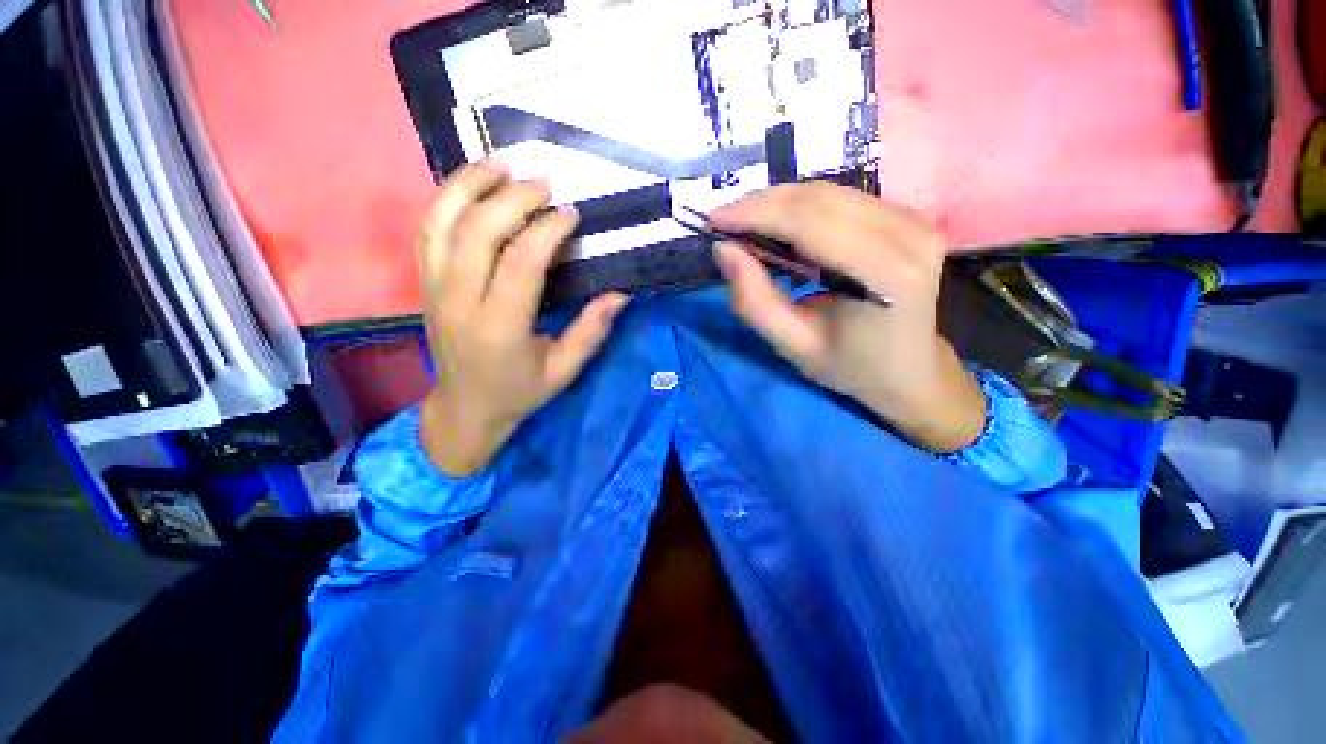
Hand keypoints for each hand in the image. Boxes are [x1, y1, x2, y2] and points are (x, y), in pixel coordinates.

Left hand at [416, 159, 627, 475]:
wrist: (462, 409)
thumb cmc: (515, 392)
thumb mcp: (561, 373)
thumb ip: (590, 332)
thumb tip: (621, 292)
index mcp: (498, 329)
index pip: (519, 263)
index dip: (546, 229)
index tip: (570, 213)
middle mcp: (459, 302)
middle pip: (477, 232)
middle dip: (512, 198)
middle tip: (543, 184)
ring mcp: (435, 287)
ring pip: (442, 223)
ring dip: (468, 185)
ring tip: (499, 163)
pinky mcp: (425, 280)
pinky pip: (427, 229)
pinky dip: (446, 198)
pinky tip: (472, 182)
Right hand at [709, 183, 983, 452]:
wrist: (914, 371)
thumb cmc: (856, 367)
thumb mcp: (797, 347)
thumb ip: (756, 302)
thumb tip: (723, 249)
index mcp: (889, 275)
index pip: (813, 222)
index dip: (758, 212)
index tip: (713, 219)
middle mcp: (910, 237)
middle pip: (822, 198)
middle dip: (766, 203)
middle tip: (727, 221)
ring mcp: (917, 222)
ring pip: (832, 191)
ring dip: (785, 201)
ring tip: (754, 224)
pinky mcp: (915, 216)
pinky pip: (848, 197)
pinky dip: (811, 205)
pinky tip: (793, 225)